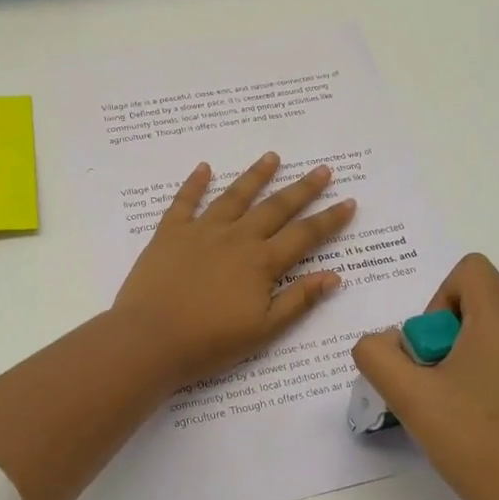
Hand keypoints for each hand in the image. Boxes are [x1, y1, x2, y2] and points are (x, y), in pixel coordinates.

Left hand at [113, 153, 356, 388]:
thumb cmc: (209, 342)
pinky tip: (203, 167)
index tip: (348, 201)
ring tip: (272, 157)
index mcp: (261, 263)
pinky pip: (185, 201)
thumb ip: (298, 300)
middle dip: (302, 189)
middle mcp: (236, 238)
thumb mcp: (263, 330)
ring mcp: (201, 231)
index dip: (329, 219)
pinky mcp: (169, 233)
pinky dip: (195, 183)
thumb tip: (334, 276)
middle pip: (275, 208)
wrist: (150, 340)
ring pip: (234, 196)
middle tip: (322, 170)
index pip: (304, 235)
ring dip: (255, 176)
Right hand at [352, 254, 498, 499]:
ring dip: (460, 359)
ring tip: (449, 409)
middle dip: (442, 336)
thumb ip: (377, 355)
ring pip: (491, 336)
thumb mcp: (409, 396)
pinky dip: (484, 379)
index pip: (471, 269)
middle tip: (432, 384)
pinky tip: (474, 426)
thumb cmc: (474, 444)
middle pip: (477, 304)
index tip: (430, 348)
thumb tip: (383, 343)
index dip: (438, 297)